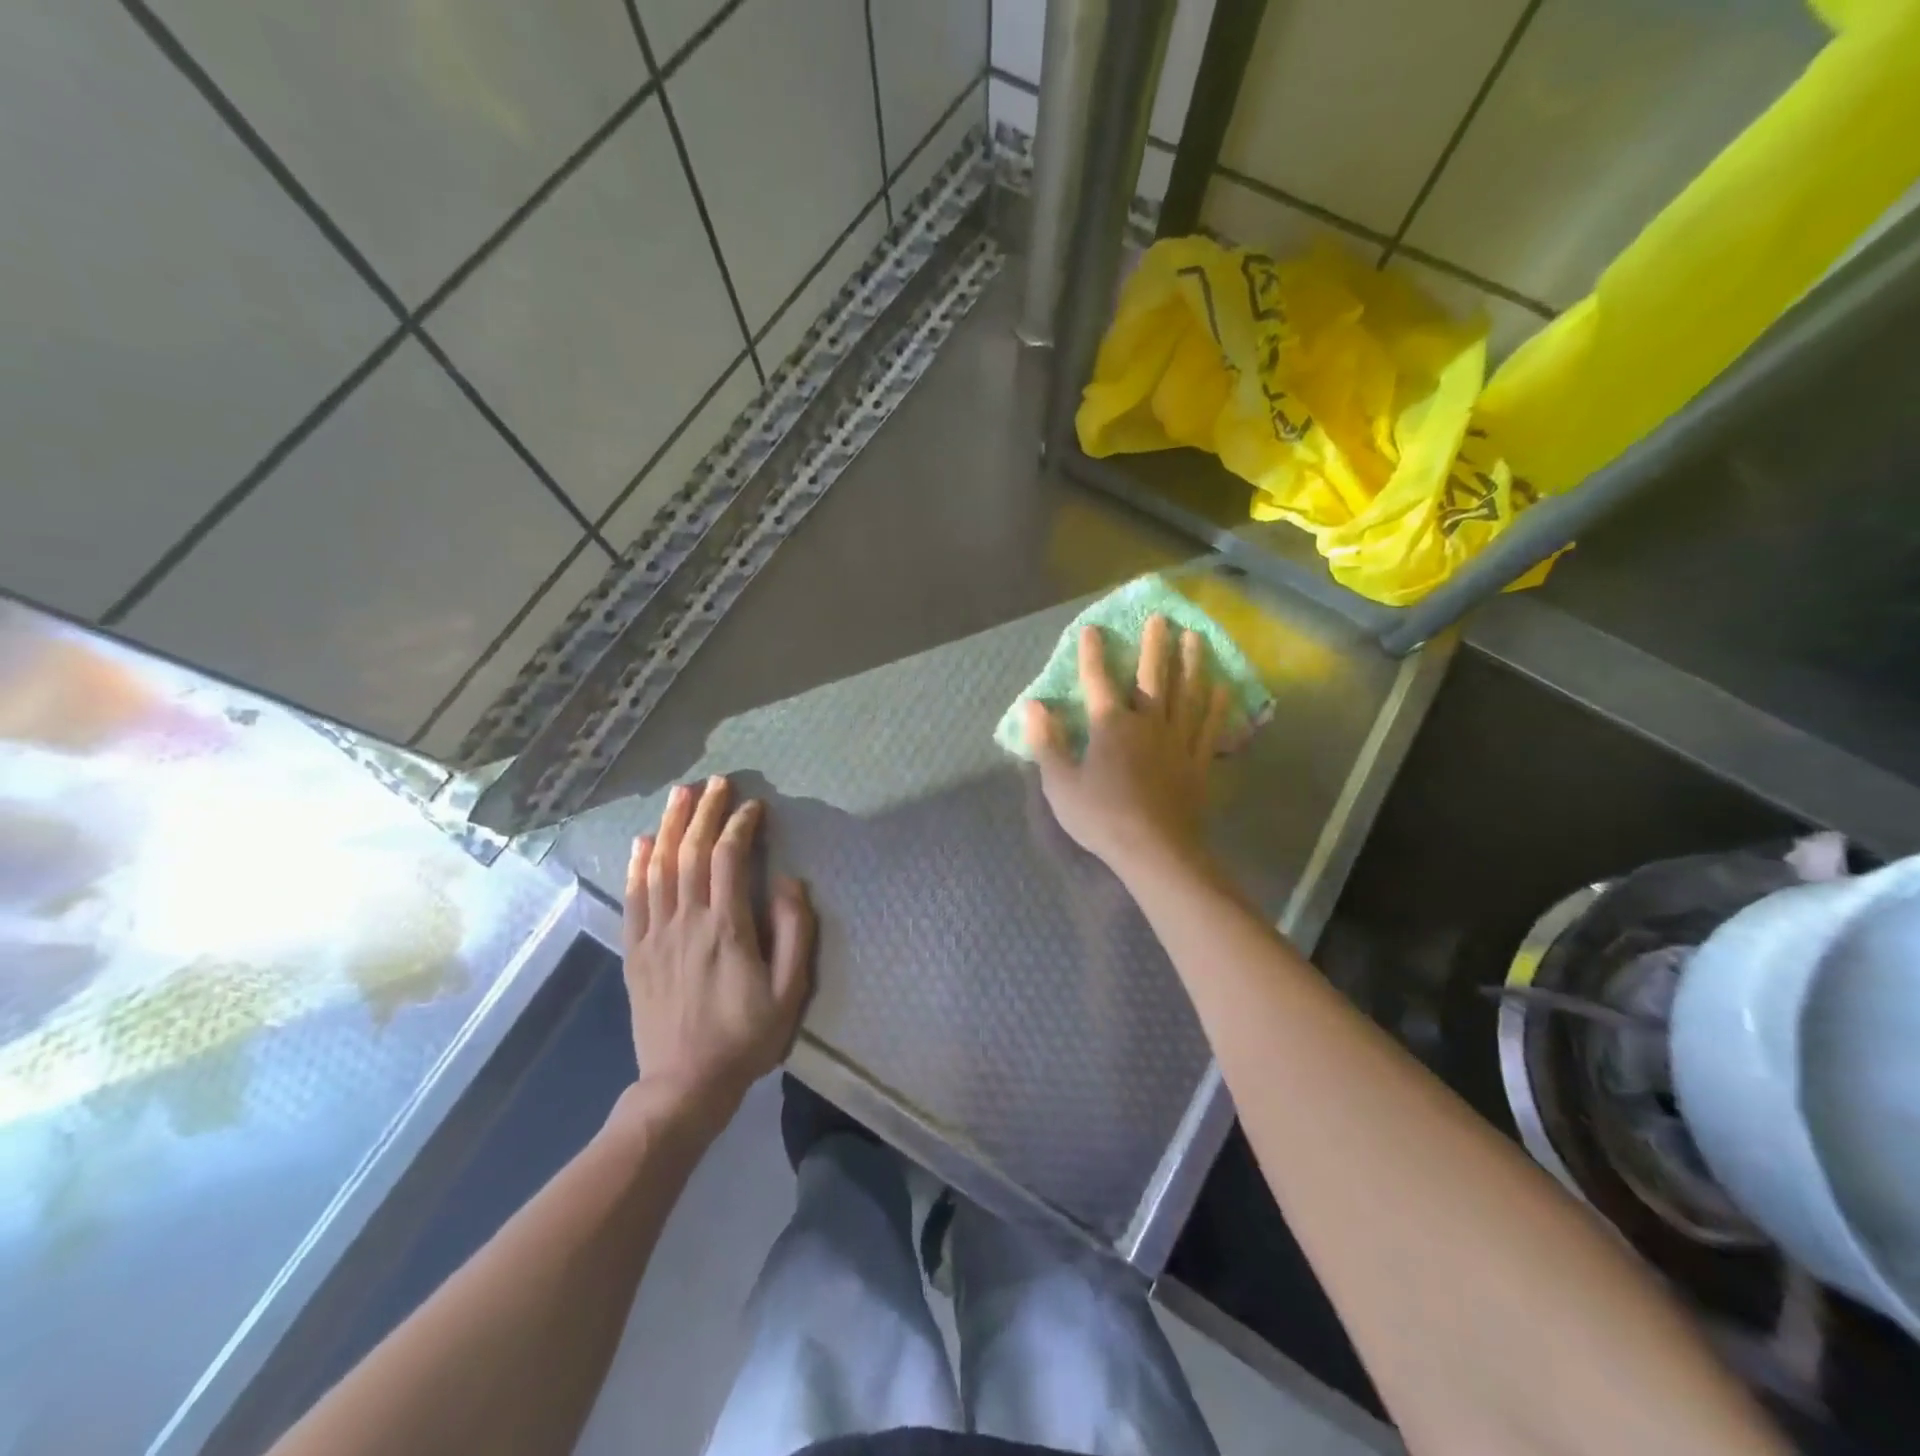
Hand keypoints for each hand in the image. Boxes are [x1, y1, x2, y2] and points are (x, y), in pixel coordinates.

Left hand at [623, 777, 813, 1116]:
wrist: (684, 1085)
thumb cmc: (746, 1038)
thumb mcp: (789, 991)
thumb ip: (794, 932)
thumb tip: (788, 882)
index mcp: (727, 928)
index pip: (730, 859)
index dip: (740, 826)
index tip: (753, 806)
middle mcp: (687, 922)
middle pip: (692, 853)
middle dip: (704, 812)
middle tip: (715, 782)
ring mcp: (655, 936)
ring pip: (660, 868)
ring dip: (671, 826)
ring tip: (681, 795)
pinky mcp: (635, 952)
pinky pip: (633, 898)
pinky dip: (637, 865)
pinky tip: (643, 842)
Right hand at [1026, 614, 1228, 883]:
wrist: (1154, 850)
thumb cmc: (1101, 817)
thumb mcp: (1059, 784)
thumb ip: (1046, 742)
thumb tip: (1032, 705)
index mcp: (1110, 726)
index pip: (1098, 681)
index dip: (1093, 654)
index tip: (1093, 628)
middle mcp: (1147, 723)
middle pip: (1153, 677)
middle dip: (1155, 646)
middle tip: (1162, 618)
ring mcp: (1178, 741)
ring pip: (1188, 693)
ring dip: (1192, 664)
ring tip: (1196, 638)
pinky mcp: (1198, 762)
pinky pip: (1209, 727)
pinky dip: (1216, 706)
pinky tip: (1222, 688)